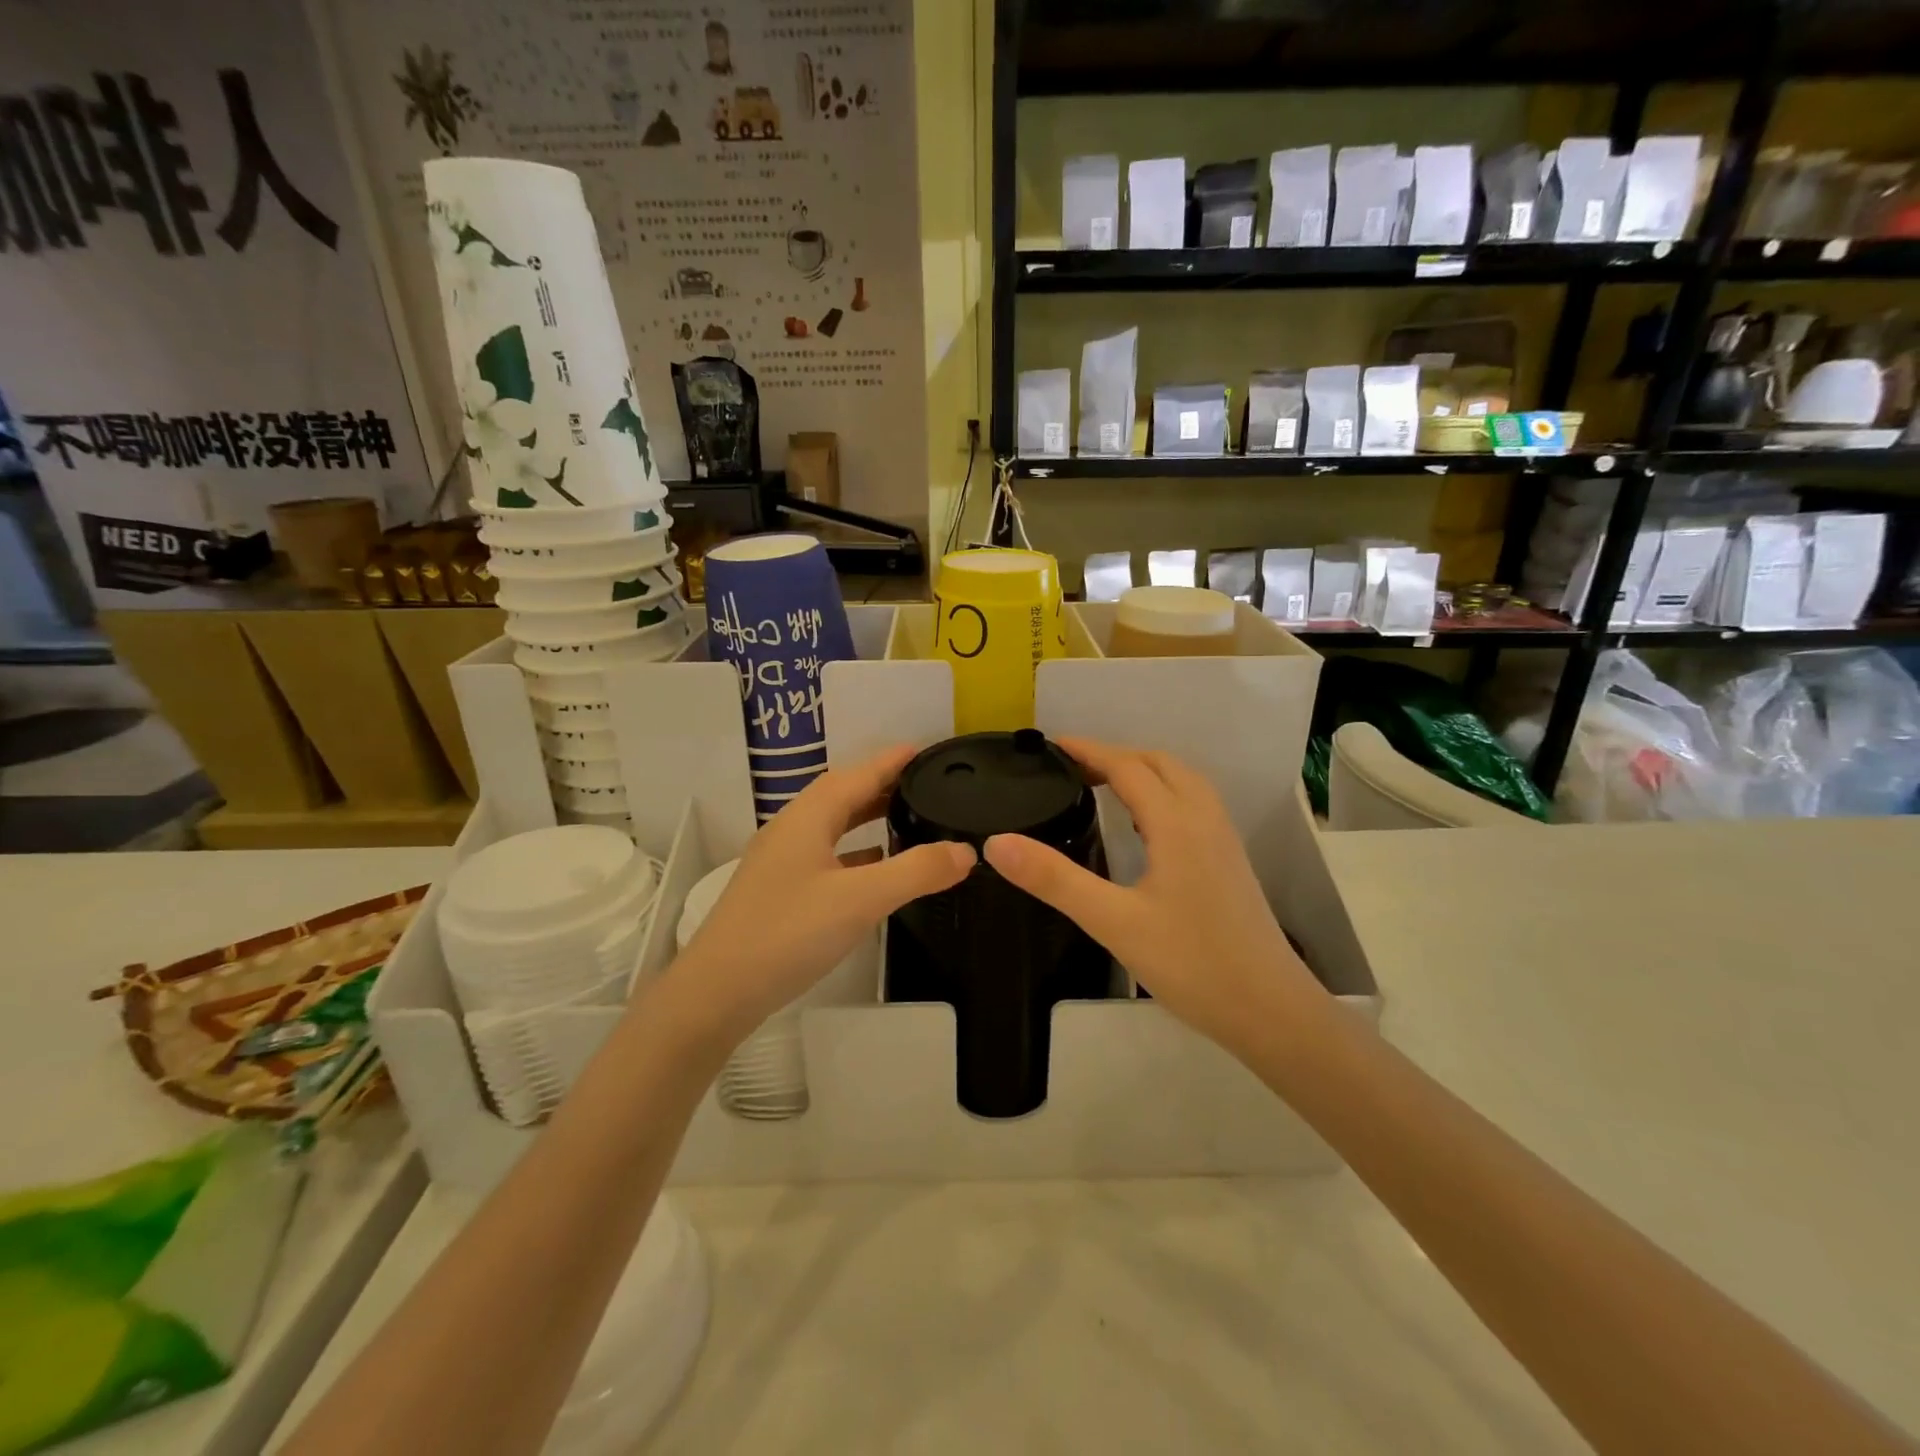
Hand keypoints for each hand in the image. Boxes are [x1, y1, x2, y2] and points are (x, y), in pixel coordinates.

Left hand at [668, 745, 974, 1045]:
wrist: (716, 993)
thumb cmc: (788, 933)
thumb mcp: (861, 900)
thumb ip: (917, 871)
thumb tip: (966, 850)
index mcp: (807, 818)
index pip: (857, 775)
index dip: (891, 761)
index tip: (926, 750)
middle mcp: (791, 831)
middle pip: (842, 796)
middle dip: (882, 785)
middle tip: (926, 784)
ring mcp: (781, 863)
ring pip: (832, 826)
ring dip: (868, 817)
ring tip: (907, 817)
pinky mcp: (779, 892)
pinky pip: (826, 856)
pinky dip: (856, 852)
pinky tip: (876, 869)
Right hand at [982, 738, 1321, 1054]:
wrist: (1272, 1010)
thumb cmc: (1192, 964)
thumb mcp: (1113, 922)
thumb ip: (1055, 880)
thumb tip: (996, 843)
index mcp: (1176, 823)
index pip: (1127, 767)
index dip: (1088, 751)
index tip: (1052, 746)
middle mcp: (1204, 819)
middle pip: (1160, 763)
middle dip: (1115, 756)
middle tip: (1072, 769)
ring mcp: (1223, 839)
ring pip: (1183, 781)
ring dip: (1143, 771)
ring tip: (1104, 787)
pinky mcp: (1231, 861)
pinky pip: (1194, 803)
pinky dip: (1164, 792)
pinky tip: (1147, 826)